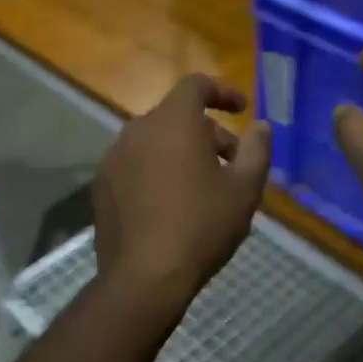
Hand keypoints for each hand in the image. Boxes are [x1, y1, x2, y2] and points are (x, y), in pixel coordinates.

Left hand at [94, 75, 271, 309]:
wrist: (144, 277)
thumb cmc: (202, 226)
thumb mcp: (244, 189)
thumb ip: (257, 150)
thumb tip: (261, 126)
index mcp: (173, 121)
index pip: (196, 85)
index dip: (222, 91)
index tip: (242, 109)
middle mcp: (137, 129)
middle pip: (176, 116)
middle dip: (208, 132)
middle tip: (231, 163)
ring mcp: (114, 157)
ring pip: (154, 141)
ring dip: (181, 152)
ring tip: (203, 187)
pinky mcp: (101, 184)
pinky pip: (135, 165)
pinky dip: (156, 171)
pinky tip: (170, 205)